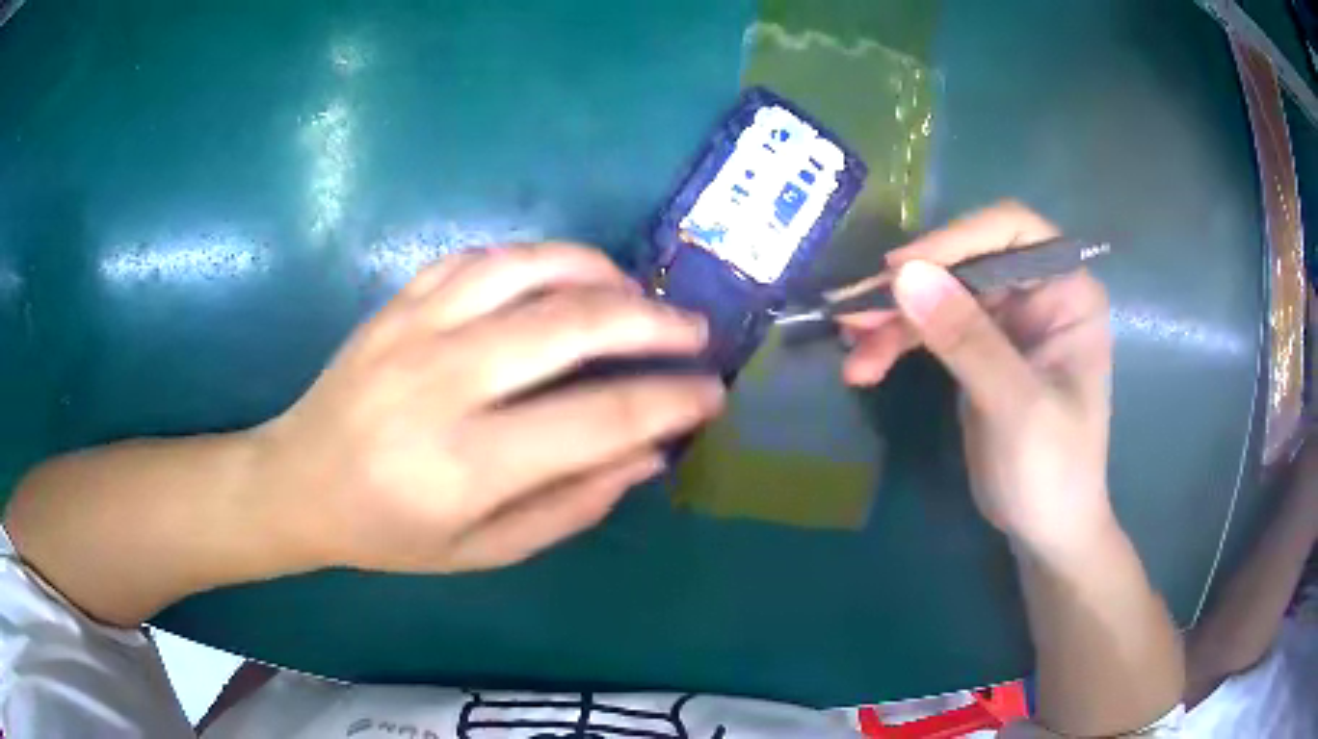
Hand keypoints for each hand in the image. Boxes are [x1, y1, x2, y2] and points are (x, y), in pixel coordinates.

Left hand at [251, 243, 722, 572]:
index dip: (668, 403)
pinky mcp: (398, 303)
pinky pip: (481, 258)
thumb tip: (645, 455)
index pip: (597, 420)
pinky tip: (564, 276)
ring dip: (601, 274)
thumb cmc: (389, 533)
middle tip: (695, 332)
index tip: (711, 395)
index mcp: (466, 465)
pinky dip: (537, 258)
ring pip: (529, 270)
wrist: (299, 482)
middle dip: (653, 323)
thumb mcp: (483, 551)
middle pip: (571, 326)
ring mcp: (415, 330)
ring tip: (638, 295)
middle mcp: (443, 384)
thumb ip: (569, 507)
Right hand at [842, 202, 1114, 552]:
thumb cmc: (1053, 470)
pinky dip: (898, 343)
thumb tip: (905, 275)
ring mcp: (1007, 320)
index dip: (955, 240)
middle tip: (851, 313)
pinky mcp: (979, 348)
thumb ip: (967, 339)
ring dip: (894, 320)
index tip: (900, 271)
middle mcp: (1038, 293)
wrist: (1045, 529)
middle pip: (965, 261)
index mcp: (1068, 291)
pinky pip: (932, 328)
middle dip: (910, 287)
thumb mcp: (1016, 405)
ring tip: (851, 352)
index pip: (1012, 231)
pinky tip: (864, 366)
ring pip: (940, 294)